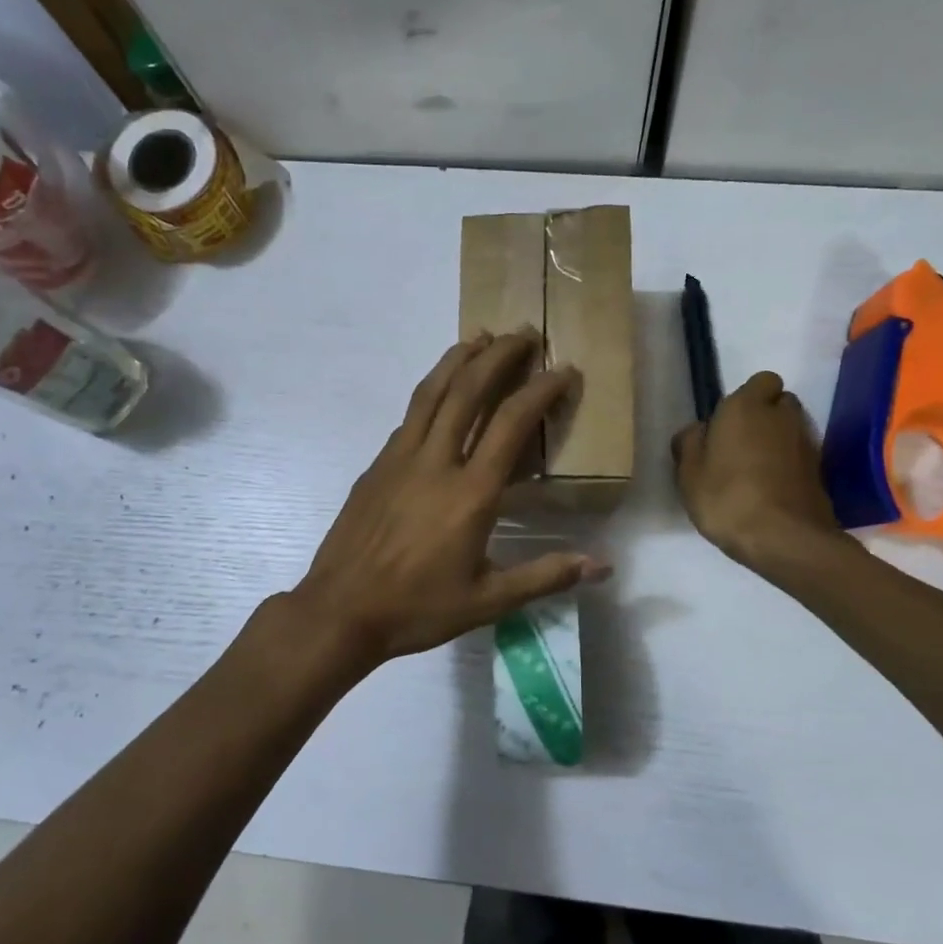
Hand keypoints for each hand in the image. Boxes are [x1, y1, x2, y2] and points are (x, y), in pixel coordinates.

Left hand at [290, 331, 609, 667]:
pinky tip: (439, 394)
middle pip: (468, 390)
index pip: (511, 423)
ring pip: (430, 392)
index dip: (541, 390)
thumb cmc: (418, 608)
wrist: (340, 610)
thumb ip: (545, 576)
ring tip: (479, 337)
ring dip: (457, 359)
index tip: (564, 370)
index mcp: (470, 493)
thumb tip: (602, 565)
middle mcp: (435, 462)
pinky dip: (430, 393)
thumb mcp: (488, 601)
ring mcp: (399, 459)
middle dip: (499, 355)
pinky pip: (409, 417)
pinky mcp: (376, 466)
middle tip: (524, 332)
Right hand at [672, 371, 845, 572]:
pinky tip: (770, 490)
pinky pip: (800, 457)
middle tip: (739, 445)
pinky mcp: (821, 471)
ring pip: (791, 429)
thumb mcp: (689, 473)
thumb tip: (699, 430)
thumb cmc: (727, 498)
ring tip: (753, 471)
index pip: (761, 380)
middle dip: (764, 416)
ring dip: (776, 442)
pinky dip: (788, 465)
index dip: (747, 398)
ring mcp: (807, 443)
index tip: (727, 423)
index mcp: (747, 406)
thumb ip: (690, 443)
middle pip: (779, 402)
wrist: (785, 538)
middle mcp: (782, 415)